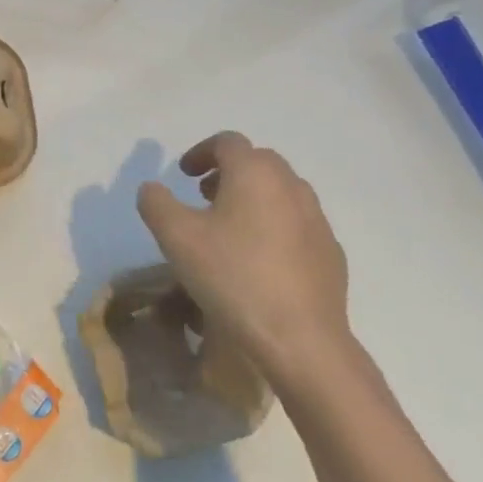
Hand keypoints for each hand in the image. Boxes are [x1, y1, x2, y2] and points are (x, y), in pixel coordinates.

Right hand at [136, 133, 350, 386]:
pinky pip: (297, 224)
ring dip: (252, 197)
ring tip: (228, 228)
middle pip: (259, 162)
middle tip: (203, 196)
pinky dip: (274, 225)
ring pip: (281, 192)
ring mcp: (317, 220)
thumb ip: (156, 203)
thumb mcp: (175, 237)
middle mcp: (291, 187)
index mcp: (255, 174)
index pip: (228, 142)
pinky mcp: (330, 253)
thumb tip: (152, 189)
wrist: (300, 339)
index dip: (201, 152)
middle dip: (228, 172)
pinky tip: (258, 260)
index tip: (184, 174)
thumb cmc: (232, 276)